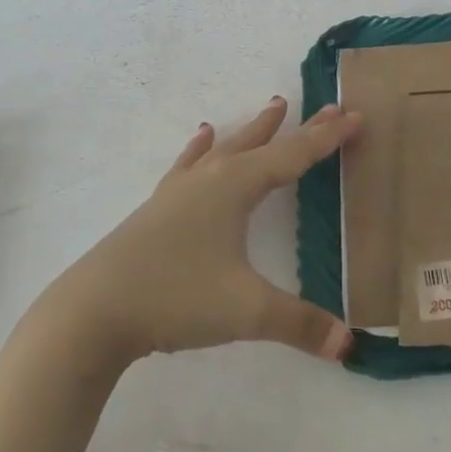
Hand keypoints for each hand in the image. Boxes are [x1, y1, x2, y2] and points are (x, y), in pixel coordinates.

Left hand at [39, 98, 360, 367]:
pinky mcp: (158, 208)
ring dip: (254, 130)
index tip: (356, 115)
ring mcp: (179, 191)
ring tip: (273, 107)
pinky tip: (201, 137)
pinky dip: (201, 149)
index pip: (293, 156)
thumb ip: (300, 324)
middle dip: (299, 128)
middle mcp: (209, 179)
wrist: (94, 310)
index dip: (327, 138)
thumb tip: (349, 344)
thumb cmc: (175, 297)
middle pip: (263, 144)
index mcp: (235, 188)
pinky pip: (189, 165)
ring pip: (226, 148)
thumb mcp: (246, 311)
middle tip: (328, 107)